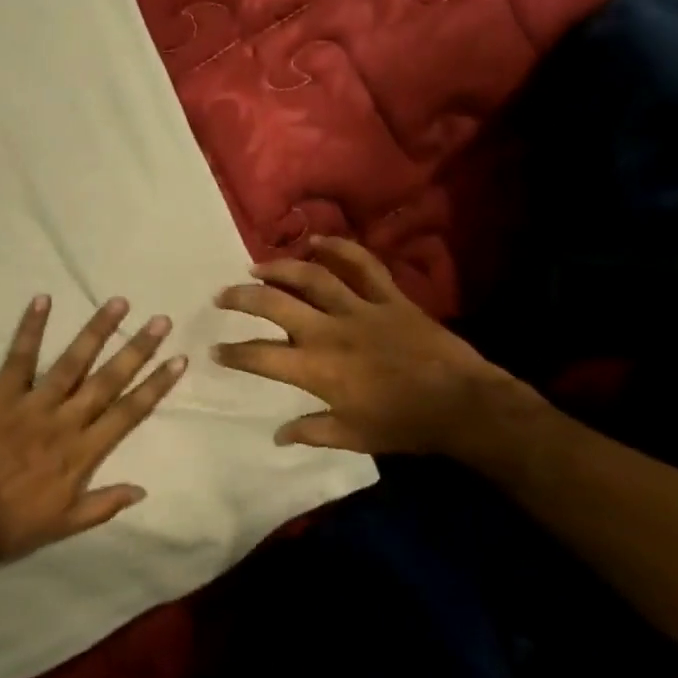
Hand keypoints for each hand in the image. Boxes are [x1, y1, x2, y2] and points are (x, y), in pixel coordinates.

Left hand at [0, 295, 187, 563]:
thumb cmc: (12, 526)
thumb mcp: (65, 525)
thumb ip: (104, 505)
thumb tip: (142, 490)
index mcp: (83, 453)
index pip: (129, 413)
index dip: (155, 385)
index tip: (178, 360)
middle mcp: (65, 422)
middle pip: (108, 380)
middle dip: (137, 349)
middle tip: (160, 321)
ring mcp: (33, 405)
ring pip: (72, 362)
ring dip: (96, 331)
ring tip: (118, 303)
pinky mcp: (0, 396)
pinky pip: (18, 358)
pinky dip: (30, 329)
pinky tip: (43, 300)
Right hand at [211, 237, 541, 460]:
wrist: (462, 404)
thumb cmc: (404, 425)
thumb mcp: (352, 437)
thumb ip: (311, 432)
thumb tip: (278, 435)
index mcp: (317, 369)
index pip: (261, 356)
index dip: (233, 353)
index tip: (215, 350)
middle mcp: (329, 331)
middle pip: (275, 304)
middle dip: (242, 298)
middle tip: (222, 295)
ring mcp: (360, 309)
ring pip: (311, 276)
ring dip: (279, 268)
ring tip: (256, 267)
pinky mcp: (388, 297)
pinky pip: (362, 264)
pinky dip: (339, 248)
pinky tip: (317, 241)